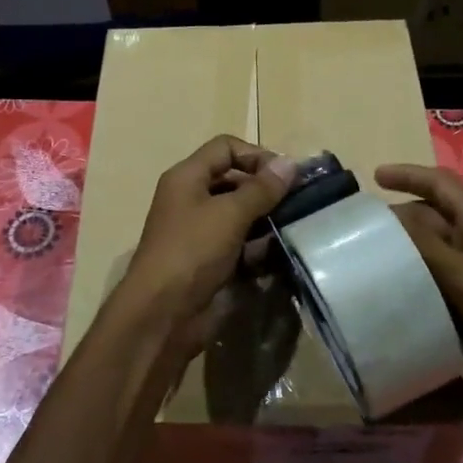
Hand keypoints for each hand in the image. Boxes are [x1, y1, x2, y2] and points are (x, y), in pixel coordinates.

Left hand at [105, 136, 297, 366]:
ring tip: (296, 227)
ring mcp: (199, 232)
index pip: (225, 148)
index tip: (286, 176)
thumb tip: (291, 162)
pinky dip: (258, 246)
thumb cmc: (192, 251)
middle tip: (299, 202)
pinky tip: (280, 253)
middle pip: (233, 180)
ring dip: (266, 219)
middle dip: (265, 189)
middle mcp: (191, 199)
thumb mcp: (229, 214)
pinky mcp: (209, 260)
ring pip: (239, 214)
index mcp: (187, 177)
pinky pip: (239, 243)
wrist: (163, 314)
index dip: (256, 155)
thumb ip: (261, 189)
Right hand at [376, 163, 462, 439]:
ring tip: (365, 268)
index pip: (440, 184)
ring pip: (434, 258)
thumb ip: (424, 247)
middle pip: (432, 220)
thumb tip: (385, 220)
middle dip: (398, 223)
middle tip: (356, 235)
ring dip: (405, 260)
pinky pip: (441, 290)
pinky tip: (394, 303)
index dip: (407, 175)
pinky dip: (418, 291)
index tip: (373, 178)